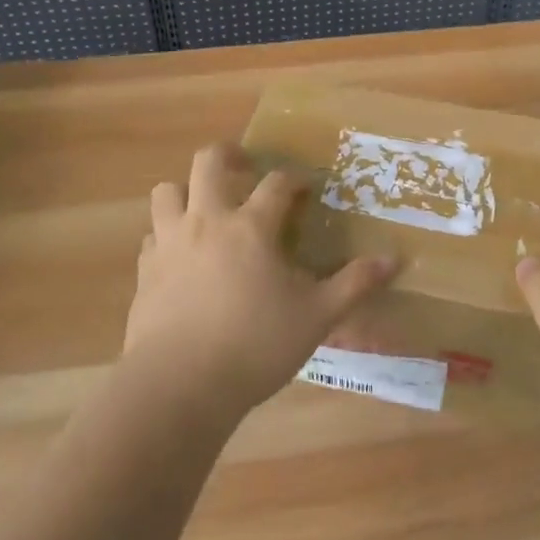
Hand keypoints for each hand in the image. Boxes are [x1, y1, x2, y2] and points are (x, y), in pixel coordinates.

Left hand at [126, 143, 397, 419]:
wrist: (179, 385)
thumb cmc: (255, 346)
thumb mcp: (316, 317)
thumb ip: (354, 284)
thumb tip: (394, 259)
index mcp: (251, 227)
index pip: (276, 183)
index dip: (294, 179)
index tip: (305, 187)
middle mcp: (207, 221)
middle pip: (208, 162)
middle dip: (228, 154)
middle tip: (245, 168)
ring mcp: (169, 243)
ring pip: (167, 192)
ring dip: (186, 191)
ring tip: (205, 209)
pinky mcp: (145, 272)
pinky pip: (152, 236)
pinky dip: (167, 236)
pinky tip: (181, 258)